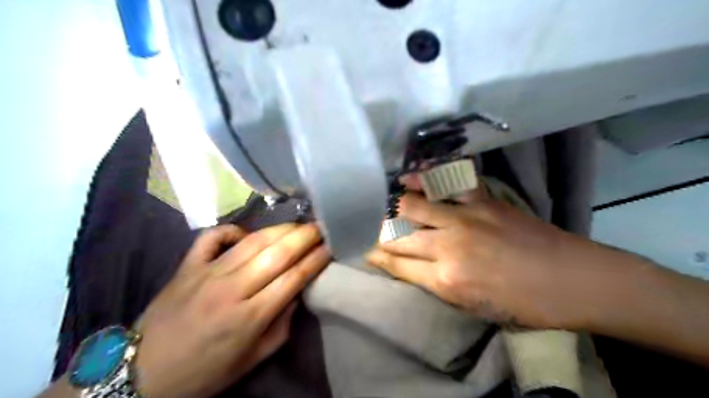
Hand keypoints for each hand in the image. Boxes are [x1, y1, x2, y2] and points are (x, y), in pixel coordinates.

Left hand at [132, 224, 328, 397]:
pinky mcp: (187, 265)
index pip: (294, 277)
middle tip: (321, 227)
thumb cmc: (205, 371)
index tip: (331, 246)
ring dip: (280, 229)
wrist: (142, 373)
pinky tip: (246, 234)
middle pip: (278, 253)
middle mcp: (232, 289)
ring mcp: (207, 273)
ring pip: (252, 241)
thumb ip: (281, 325)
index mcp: (250, 317)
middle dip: (305, 236)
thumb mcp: (253, 359)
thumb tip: (297, 292)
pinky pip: (212, 236)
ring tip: (298, 225)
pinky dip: (233, 230)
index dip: (316, 259)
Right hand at [368, 190, 605, 329]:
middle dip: (374, 232)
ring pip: (411, 207)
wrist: (575, 279)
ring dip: (389, 207)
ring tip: (377, 203)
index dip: (374, 255)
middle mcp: (449, 246)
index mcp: (447, 281)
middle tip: (363, 227)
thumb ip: (435, 285)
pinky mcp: (482, 200)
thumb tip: (406, 267)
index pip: (395, 264)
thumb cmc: (525, 304)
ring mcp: (465, 218)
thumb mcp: (474, 308)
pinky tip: (406, 178)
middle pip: (397, 235)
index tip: (361, 248)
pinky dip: (423, 180)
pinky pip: (446, 183)